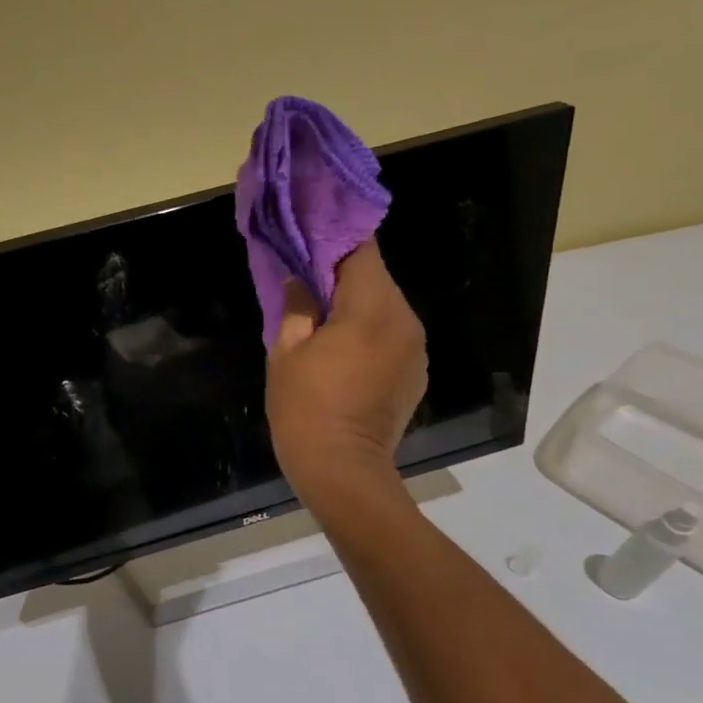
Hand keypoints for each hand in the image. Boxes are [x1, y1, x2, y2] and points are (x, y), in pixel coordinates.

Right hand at [265, 241, 427, 510]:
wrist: (342, 468)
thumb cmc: (305, 406)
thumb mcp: (286, 351)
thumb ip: (296, 306)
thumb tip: (299, 278)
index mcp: (371, 309)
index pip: (361, 251)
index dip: (336, 238)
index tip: (311, 234)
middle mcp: (404, 320)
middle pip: (375, 278)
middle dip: (342, 275)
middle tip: (307, 282)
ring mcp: (416, 348)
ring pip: (385, 307)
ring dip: (356, 306)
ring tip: (323, 319)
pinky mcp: (416, 372)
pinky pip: (392, 335)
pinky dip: (370, 332)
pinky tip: (345, 352)